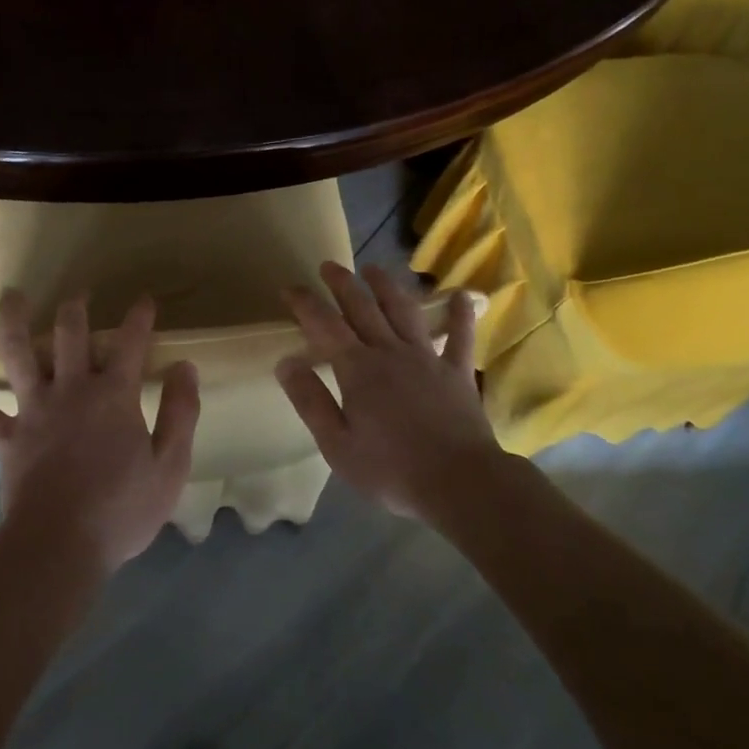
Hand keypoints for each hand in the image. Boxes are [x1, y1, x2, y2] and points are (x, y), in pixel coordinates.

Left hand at [0, 291, 199, 572]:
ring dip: (15, 322)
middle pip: (71, 334)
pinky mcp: (5, 437)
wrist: (60, 547)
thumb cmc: (121, 510)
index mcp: (114, 395)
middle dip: (77, 308)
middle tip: (81, 292)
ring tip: (12, 296)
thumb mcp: (170, 466)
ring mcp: (33, 410)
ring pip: (19, 354)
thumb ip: (181, 413)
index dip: (139, 317)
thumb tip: (184, 367)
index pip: (131, 343)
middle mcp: (72, 390)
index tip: (144, 299)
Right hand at [276, 262, 509, 522]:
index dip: (306, 303)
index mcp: (358, 370)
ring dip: (387, 287)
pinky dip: (461, 315)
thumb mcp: (337, 445)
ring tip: (374, 269)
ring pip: (404, 311)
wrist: (459, 483)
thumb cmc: (391, 470)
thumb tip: (286, 362)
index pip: (325, 325)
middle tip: (330, 265)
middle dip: (343, 284)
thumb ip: (311, 401)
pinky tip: (462, 296)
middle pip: (363, 308)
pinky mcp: (457, 372)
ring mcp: (427, 358)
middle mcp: (390, 352)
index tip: (290, 288)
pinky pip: (460, 336)